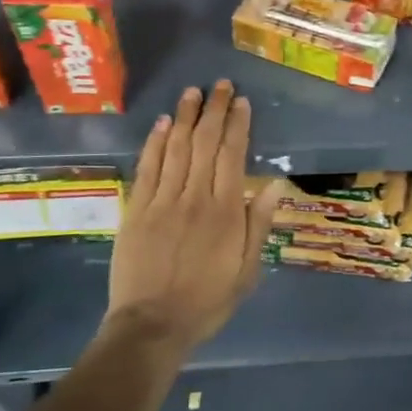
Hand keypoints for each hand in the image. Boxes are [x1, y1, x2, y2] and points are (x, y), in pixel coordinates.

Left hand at [105, 80, 282, 356]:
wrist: (152, 325)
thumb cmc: (207, 300)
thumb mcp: (247, 270)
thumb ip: (258, 224)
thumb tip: (274, 185)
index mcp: (225, 211)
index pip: (232, 156)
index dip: (237, 125)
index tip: (241, 102)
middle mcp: (194, 197)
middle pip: (204, 144)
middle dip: (213, 111)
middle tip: (220, 85)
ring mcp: (162, 201)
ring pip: (175, 149)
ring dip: (184, 117)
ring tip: (192, 92)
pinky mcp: (137, 210)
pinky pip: (147, 168)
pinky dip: (154, 142)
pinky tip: (160, 123)